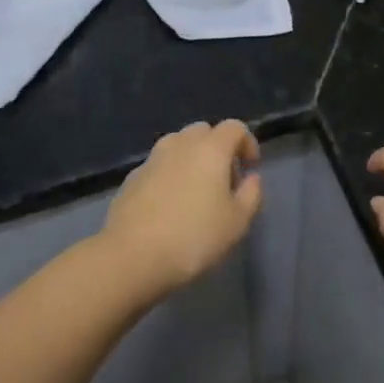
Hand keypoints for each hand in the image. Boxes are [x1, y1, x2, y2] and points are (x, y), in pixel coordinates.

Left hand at [104, 120, 261, 295]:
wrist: (132, 255)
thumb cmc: (194, 237)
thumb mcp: (237, 222)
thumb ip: (251, 194)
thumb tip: (251, 178)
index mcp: (210, 148)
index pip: (234, 127)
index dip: (247, 142)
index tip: (250, 168)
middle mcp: (180, 144)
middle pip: (204, 131)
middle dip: (218, 148)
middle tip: (224, 180)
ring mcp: (152, 158)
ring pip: (178, 145)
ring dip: (192, 159)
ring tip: (196, 191)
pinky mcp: (132, 177)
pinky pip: (159, 165)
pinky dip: (170, 174)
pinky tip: (170, 204)